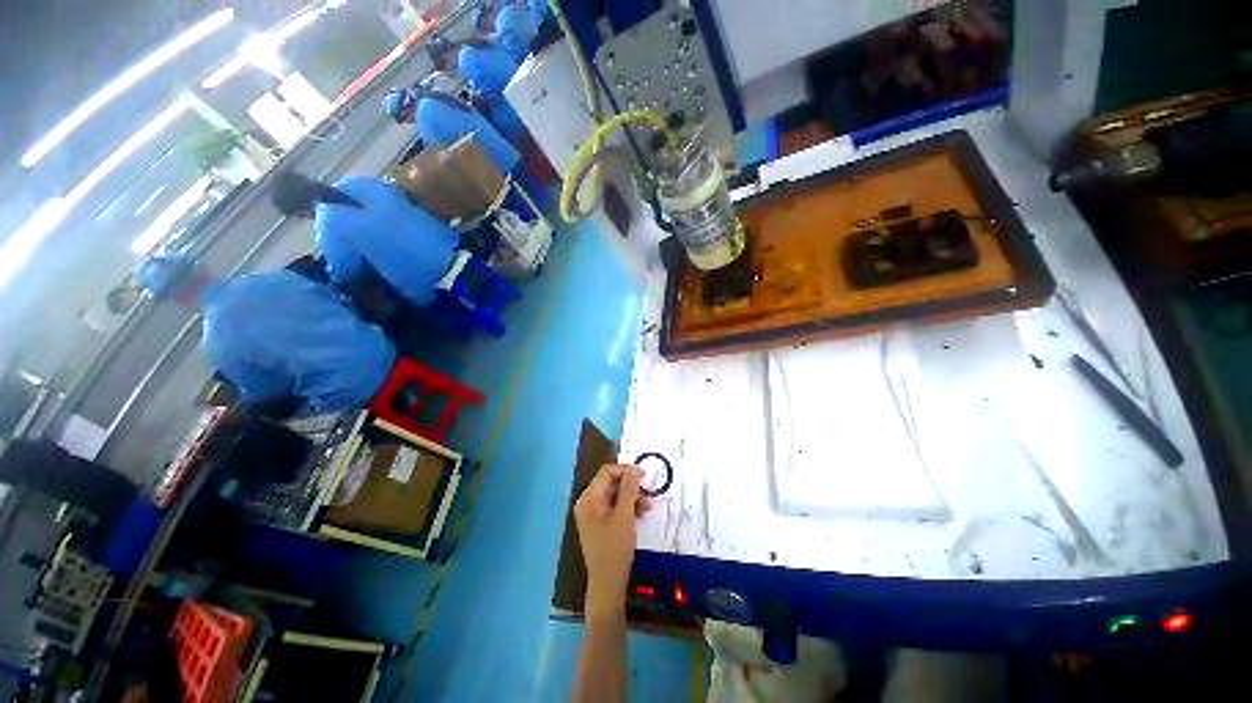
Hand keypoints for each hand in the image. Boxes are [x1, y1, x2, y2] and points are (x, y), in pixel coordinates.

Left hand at [575, 464, 650, 617]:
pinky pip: (613, 505)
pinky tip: (639, 514)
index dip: (627, 470)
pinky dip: (626, 507)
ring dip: (631, 497)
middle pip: (611, 482)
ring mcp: (591, 512)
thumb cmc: (615, 549)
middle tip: (649, 494)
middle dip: (631, 486)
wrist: (607, 584)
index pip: (608, 472)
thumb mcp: (625, 516)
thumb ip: (629, 489)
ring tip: (647, 507)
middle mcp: (587, 501)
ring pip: (614, 494)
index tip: (645, 477)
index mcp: (589, 498)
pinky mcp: (597, 522)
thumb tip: (634, 467)